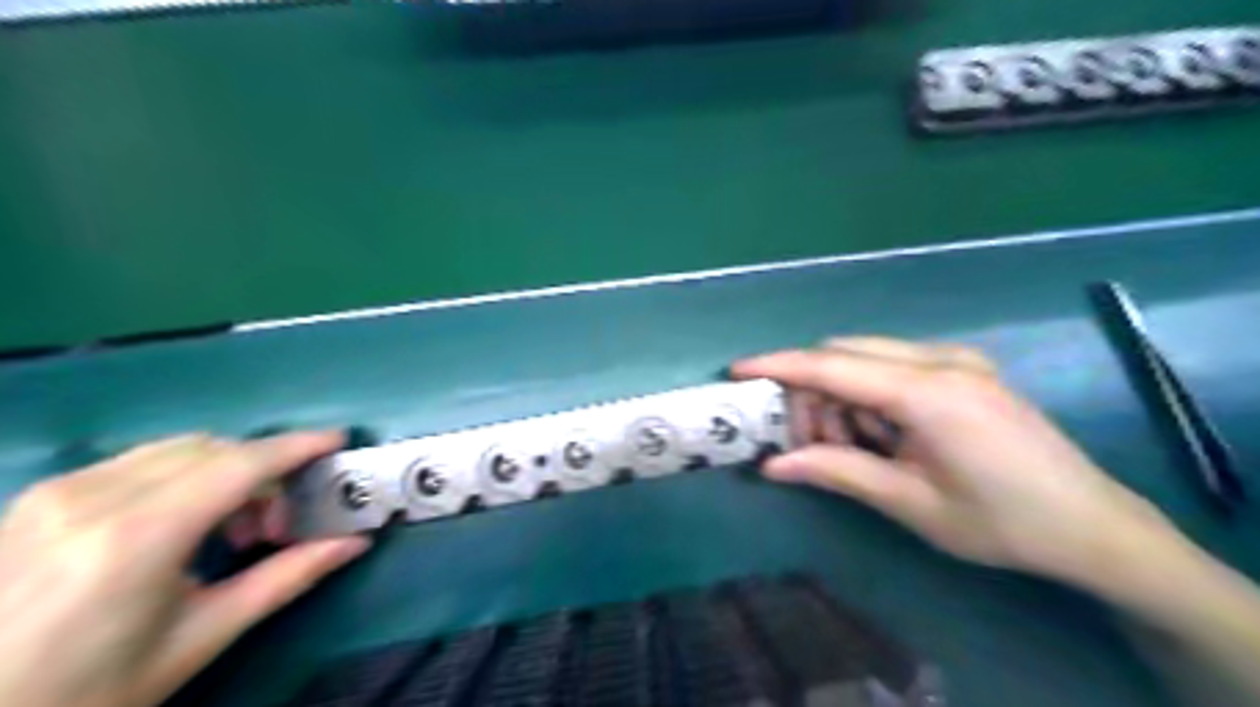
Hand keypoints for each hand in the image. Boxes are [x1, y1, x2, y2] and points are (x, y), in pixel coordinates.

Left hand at [1, 430, 369, 705]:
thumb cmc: (88, 691)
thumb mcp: (200, 637)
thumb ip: (287, 578)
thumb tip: (355, 543)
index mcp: (137, 537)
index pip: (240, 464)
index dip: (297, 446)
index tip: (338, 440)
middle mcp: (93, 497)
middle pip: (214, 450)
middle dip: (263, 471)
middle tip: (276, 525)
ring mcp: (57, 492)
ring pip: (178, 450)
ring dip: (225, 472)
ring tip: (229, 530)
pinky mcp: (37, 498)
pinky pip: (139, 462)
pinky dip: (184, 477)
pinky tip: (180, 524)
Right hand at [736, 336, 1175, 584]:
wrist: (1093, 525)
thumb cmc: (1002, 522)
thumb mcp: (911, 503)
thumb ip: (838, 472)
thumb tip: (772, 466)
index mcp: (929, 392)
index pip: (833, 366)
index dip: (780, 365)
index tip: (738, 369)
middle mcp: (941, 360)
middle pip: (845, 354)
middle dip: (811, 391)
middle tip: (806, 441)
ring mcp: (957, 359)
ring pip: (867, 357)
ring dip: (840, 394)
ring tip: (849, 445)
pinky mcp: (963, 369)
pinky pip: (893, 365)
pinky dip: (867, 393)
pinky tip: (880, 431)